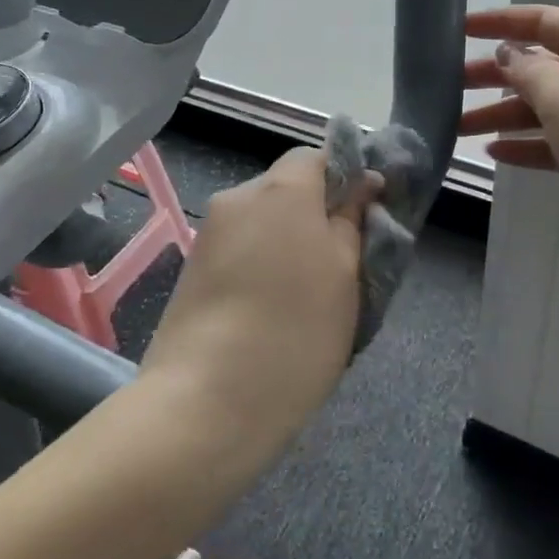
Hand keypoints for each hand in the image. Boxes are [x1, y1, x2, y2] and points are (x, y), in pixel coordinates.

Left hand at [140, 147, 376, 466]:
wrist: (205, 403)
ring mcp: (209, 234)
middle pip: (287, 188)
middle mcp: (238, 198)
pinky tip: (272, 310)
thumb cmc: (296, 331)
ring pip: (263, 221)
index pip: (317, 156)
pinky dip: (261, 264)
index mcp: (281, 189)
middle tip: (342, 265)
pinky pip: (240, 249)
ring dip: (288, 242)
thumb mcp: (346, 275)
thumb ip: (354, 221)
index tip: (367, 217)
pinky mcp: (192, 269)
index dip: (346, 178)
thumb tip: (361, 184)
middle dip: (316, 215)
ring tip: (307, 296)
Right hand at [460, 5, 558, 267]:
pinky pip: (554, 141)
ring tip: (459, 127)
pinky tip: (494, 152)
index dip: (503, 21)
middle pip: (540, 67)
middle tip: (451, 84)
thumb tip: (507, 53)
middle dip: (495, 75)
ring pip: (543, 108)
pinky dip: (525, 144)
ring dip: (502, 115)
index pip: (546, 22)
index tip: (462, 29)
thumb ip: (527, 69)